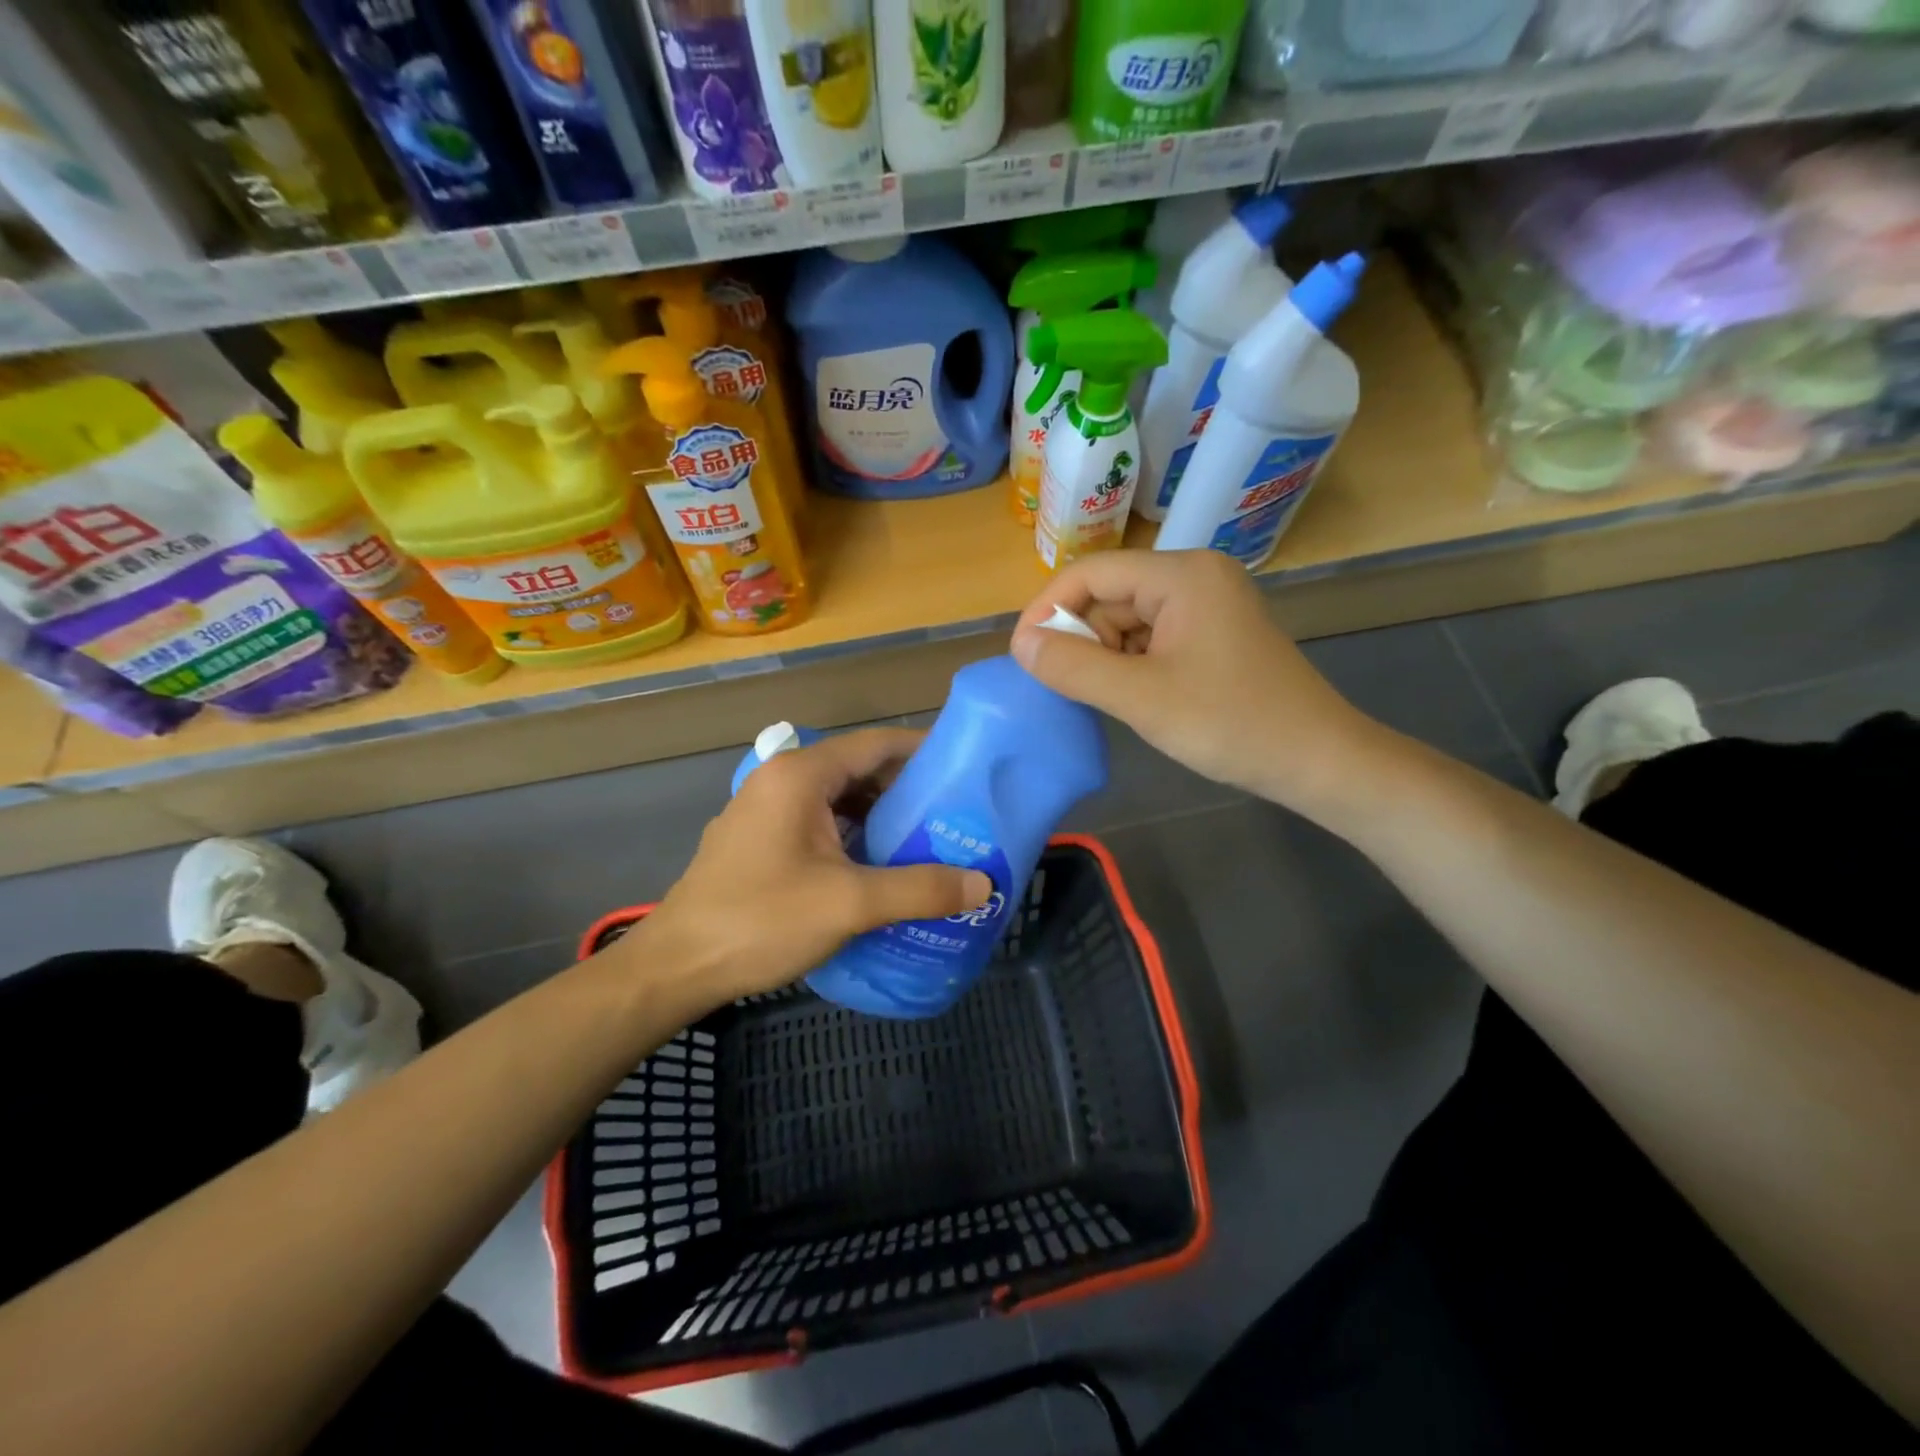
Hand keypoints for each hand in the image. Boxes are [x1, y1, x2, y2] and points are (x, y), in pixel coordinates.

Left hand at [637, 728, 992, 1007]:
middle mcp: (782, 780)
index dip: (925, 751)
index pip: (877, 743)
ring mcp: (766, 811)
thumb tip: (983, 884)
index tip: (968, 770)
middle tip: (958, 815)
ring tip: (931, 841)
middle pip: (859, 770)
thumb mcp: (849, 904)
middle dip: (909, 790)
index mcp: (801, 775)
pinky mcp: (760, 842)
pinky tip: (883, 867)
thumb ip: (920, 889)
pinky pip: (820, 825)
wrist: (676, 967)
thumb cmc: (761, 920)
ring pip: (840, 800)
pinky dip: (856, 837)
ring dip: (883, 817)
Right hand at [1011, 550, 1385, 814]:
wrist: (1316, 760)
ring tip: (1106, 698)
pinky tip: (1132, 696)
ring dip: (1104, 655)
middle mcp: (1194, 575)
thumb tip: (1021, 645)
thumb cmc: (1230, 724)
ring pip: (1127, 618)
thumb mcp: (1141, 698)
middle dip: (1080, 637)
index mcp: (1181, 574)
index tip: (1023, 655)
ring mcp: (1207, 603)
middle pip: (1109, 594)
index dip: (1048, 609)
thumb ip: (1074, 668)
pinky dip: (1129, 663)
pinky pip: (1151, 636)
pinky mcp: (1212, 632)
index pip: (1090, 572)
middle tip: (1067, 687)